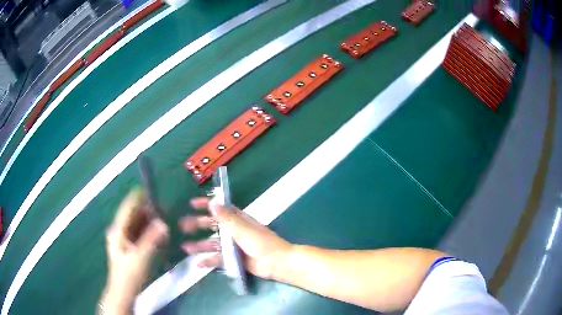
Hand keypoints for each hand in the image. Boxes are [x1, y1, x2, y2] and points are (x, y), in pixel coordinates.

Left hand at [101, 189, 168, 313]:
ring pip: (136, 227)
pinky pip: (139, 236)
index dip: (136, 199)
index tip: (147, 190)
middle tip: (160, 208)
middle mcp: (119, 233)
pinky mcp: (129, 249)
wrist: (124, 292)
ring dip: (148, 223)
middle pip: (133, 217)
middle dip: (146, 212)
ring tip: (161, 220)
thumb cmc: (129, 275)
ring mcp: (124, 241)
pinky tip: (157, 235)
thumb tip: (162, 223)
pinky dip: (148, 234)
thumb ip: (151, 239)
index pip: (127, 209)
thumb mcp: (140, 257)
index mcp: (118, 231)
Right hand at [180, 198, 293, 279]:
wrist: (276, 263)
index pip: (220, 208)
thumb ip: (226, 218)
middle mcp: (233, 231)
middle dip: (197, 225)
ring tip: (185, 247)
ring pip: (213, 244)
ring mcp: (233, 246)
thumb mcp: (243, 229)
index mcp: (238, 219)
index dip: (206, 204)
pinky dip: (209, 261)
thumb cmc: (262, 243)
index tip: (191, 204)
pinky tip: (198, 264)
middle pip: (212, 226)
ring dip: (199, 245)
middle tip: (182, 226)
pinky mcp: (233, 259)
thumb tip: (212, 202)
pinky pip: (218, 259)